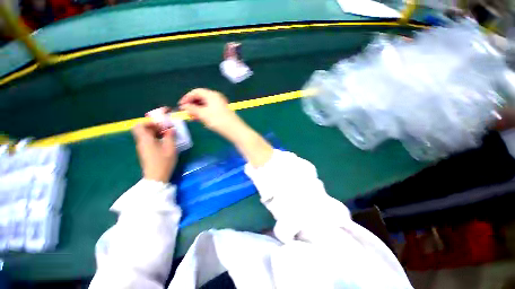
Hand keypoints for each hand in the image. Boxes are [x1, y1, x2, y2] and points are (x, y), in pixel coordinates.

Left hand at [132, 123, 176, 182]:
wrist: (156, 177)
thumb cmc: (163, 162)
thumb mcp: (170, 148)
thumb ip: (170, 137)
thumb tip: (171, 129)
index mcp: (145, 140)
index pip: (139, 126)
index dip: (148, 122)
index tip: (160, 124)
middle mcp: (142, 142)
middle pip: (143, 130)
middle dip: (155, 127)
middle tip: (166, 129)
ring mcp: (143, 148)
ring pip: (146, 136)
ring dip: (156, 133)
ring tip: (168, 135)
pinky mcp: (146, 152)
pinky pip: (149, 141)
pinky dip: (156, 139)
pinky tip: (165, 142)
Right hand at [179, 88, 243, 140]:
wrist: (235, 130)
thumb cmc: (218, 121)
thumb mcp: (203, 114)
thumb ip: (192, 109)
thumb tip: (184, 105)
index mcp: (212, 95)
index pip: (196, 92)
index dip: (187, 97)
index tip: (180, 105)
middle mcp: (217, 97)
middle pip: (201, 98)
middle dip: (192, 104)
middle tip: (186, 113)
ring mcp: (220, 105)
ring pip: (205, 105)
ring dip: (197, 110)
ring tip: (192, 117)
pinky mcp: (222, 112)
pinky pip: (210, 110)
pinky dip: (204, 113)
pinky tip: (200, 119)